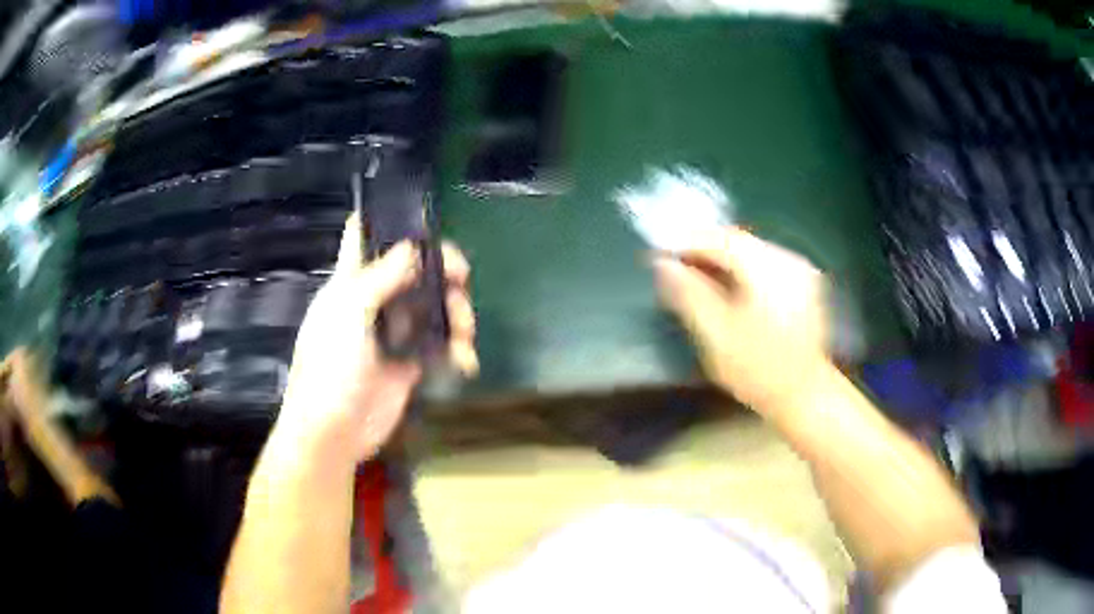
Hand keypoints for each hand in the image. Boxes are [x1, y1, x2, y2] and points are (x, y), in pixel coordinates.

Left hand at [276, 215, 476, 461]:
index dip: (389, 222)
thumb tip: (413, 245)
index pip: (364, 238)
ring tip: (464, 334)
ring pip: (432, 308)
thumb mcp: (348, 313)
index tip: (423, 221)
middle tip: (462, 279)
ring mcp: (393, 334)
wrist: (334, 431)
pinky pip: (439, 346)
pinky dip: (456, 350)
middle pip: (414, 271)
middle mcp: (374, 302)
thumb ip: (380, 276)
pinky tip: (464, 361)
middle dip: (441, 272)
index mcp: (351, 282)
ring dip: (455, 315)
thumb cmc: (330, 366)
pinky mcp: (409, 364)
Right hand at [653, 227, 829, 413]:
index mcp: (768, 270)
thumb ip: (688, 294)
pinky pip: (765, 263)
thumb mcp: (716, 336)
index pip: (722, 239)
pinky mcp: (803, 284)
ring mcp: (800, 271)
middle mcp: (788, 261)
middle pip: (738, 241)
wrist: (804, 396)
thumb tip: (662, 264)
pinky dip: (741, 268)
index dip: (687, 241)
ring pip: (751, 251)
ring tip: (695, 275)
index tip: (659, 253)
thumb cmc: (758, 371)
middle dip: (704, 249)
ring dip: (721, 259)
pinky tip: (727, 286)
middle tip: (674, 265)